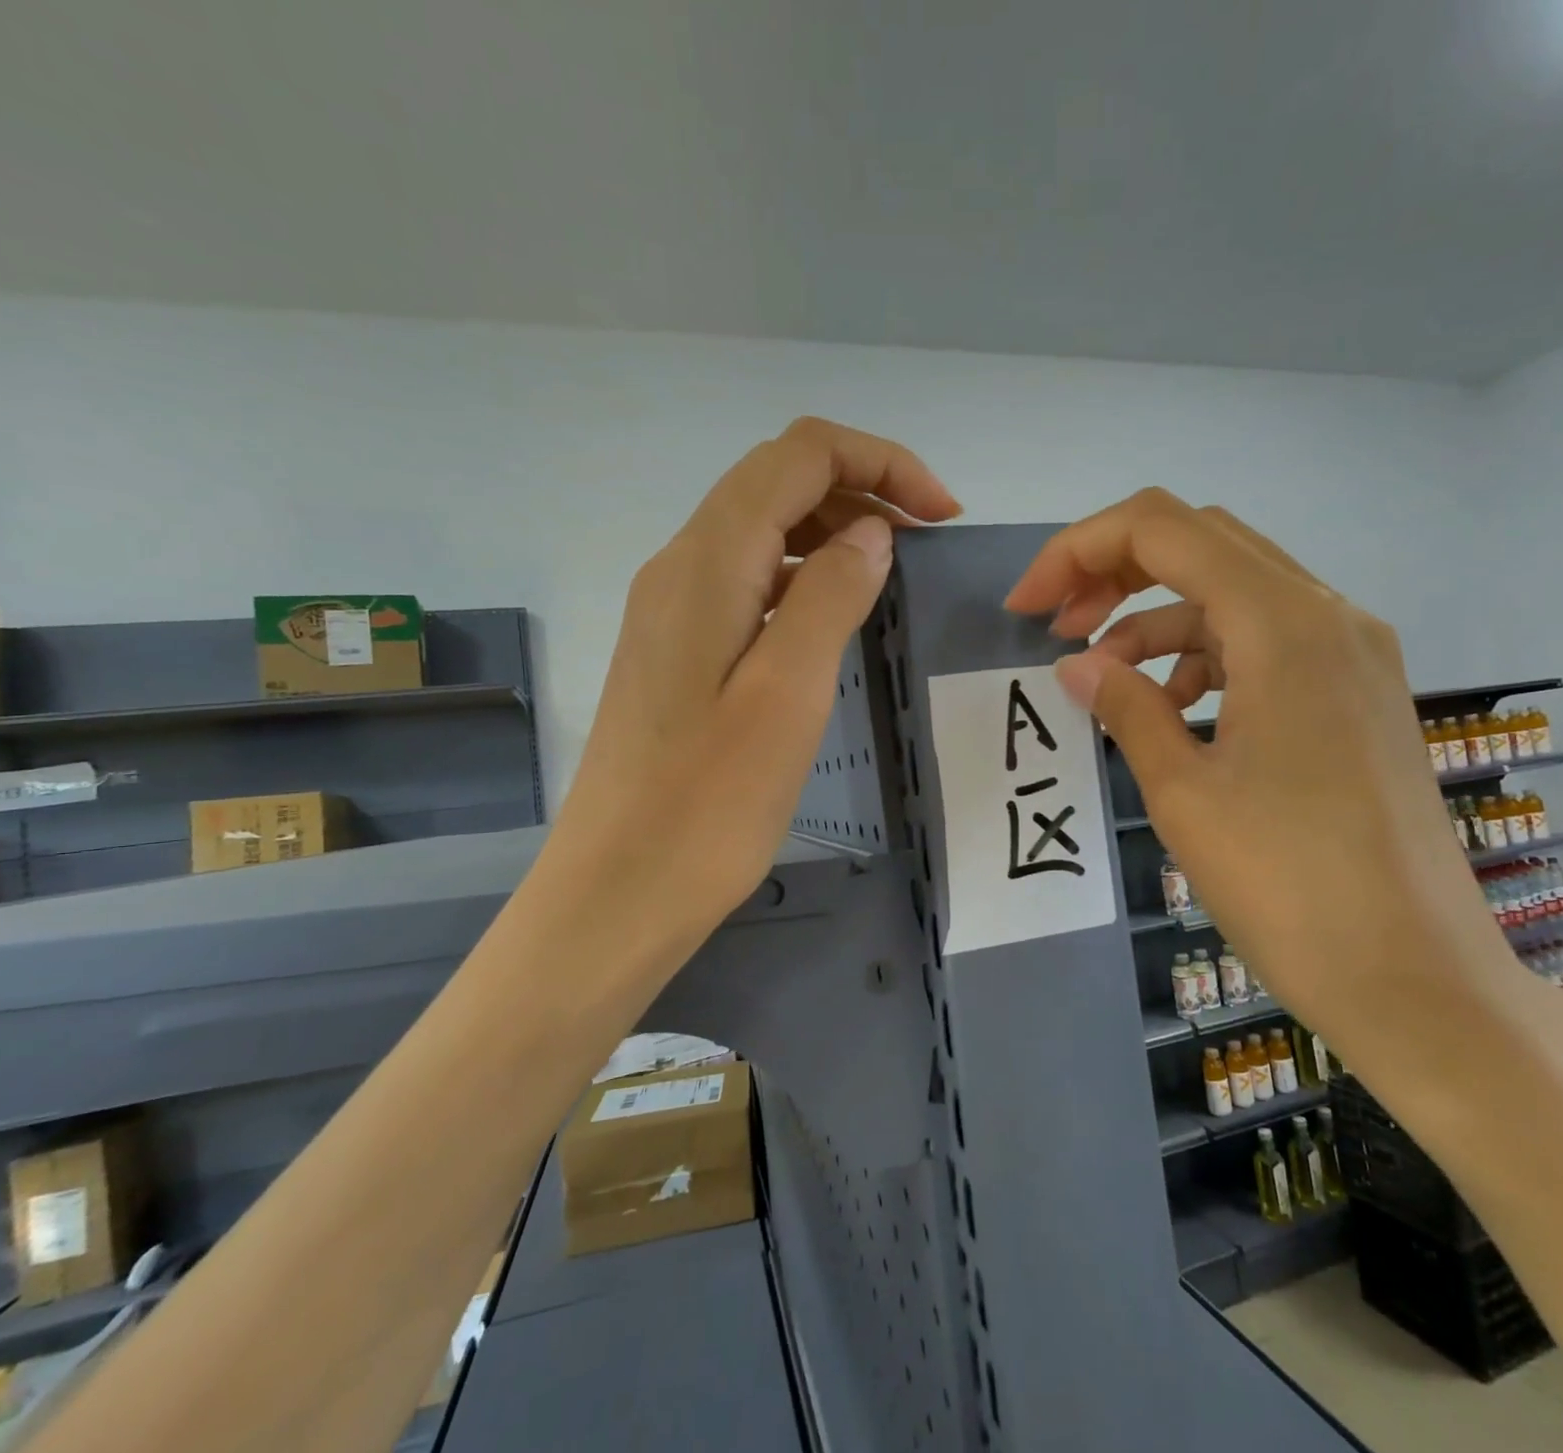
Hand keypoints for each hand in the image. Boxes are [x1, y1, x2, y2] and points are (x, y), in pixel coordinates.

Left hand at [557, 418, 959, 947]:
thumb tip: (869, 535)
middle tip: (927, 544)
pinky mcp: (678, 651)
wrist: (620, 889)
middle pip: (777, 482)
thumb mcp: (788, 693)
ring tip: (893, 574)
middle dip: (861, 489)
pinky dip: (803, 576)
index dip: (880, 463)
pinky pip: (749, 581)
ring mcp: (673, 609)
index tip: (942, 517)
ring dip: (833, 530)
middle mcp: (681, 567)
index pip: (799, 454)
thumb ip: (830, 596)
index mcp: (708, 563)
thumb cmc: (709, 802)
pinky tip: (835, 617)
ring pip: (762, 530)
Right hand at [1005, 489, 1519, 1065]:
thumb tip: (1077, 665)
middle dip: (1114, 572)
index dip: (1078, 552)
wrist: (1416, 979)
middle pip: (1201, 543)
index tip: (1026, 608)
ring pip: (1233, 592)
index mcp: (1283, 624)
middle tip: (1058, 628)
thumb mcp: (1183, 792)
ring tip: (1105, 679)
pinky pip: (1266, 641)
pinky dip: (1205, 655)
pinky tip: (1176, 709)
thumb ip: (1126, 707)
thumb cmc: (1288, 885)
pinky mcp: (1357, 692)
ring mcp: (1352, 652)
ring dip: (1157, 619)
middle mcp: (1328, 615)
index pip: (1161, 529)